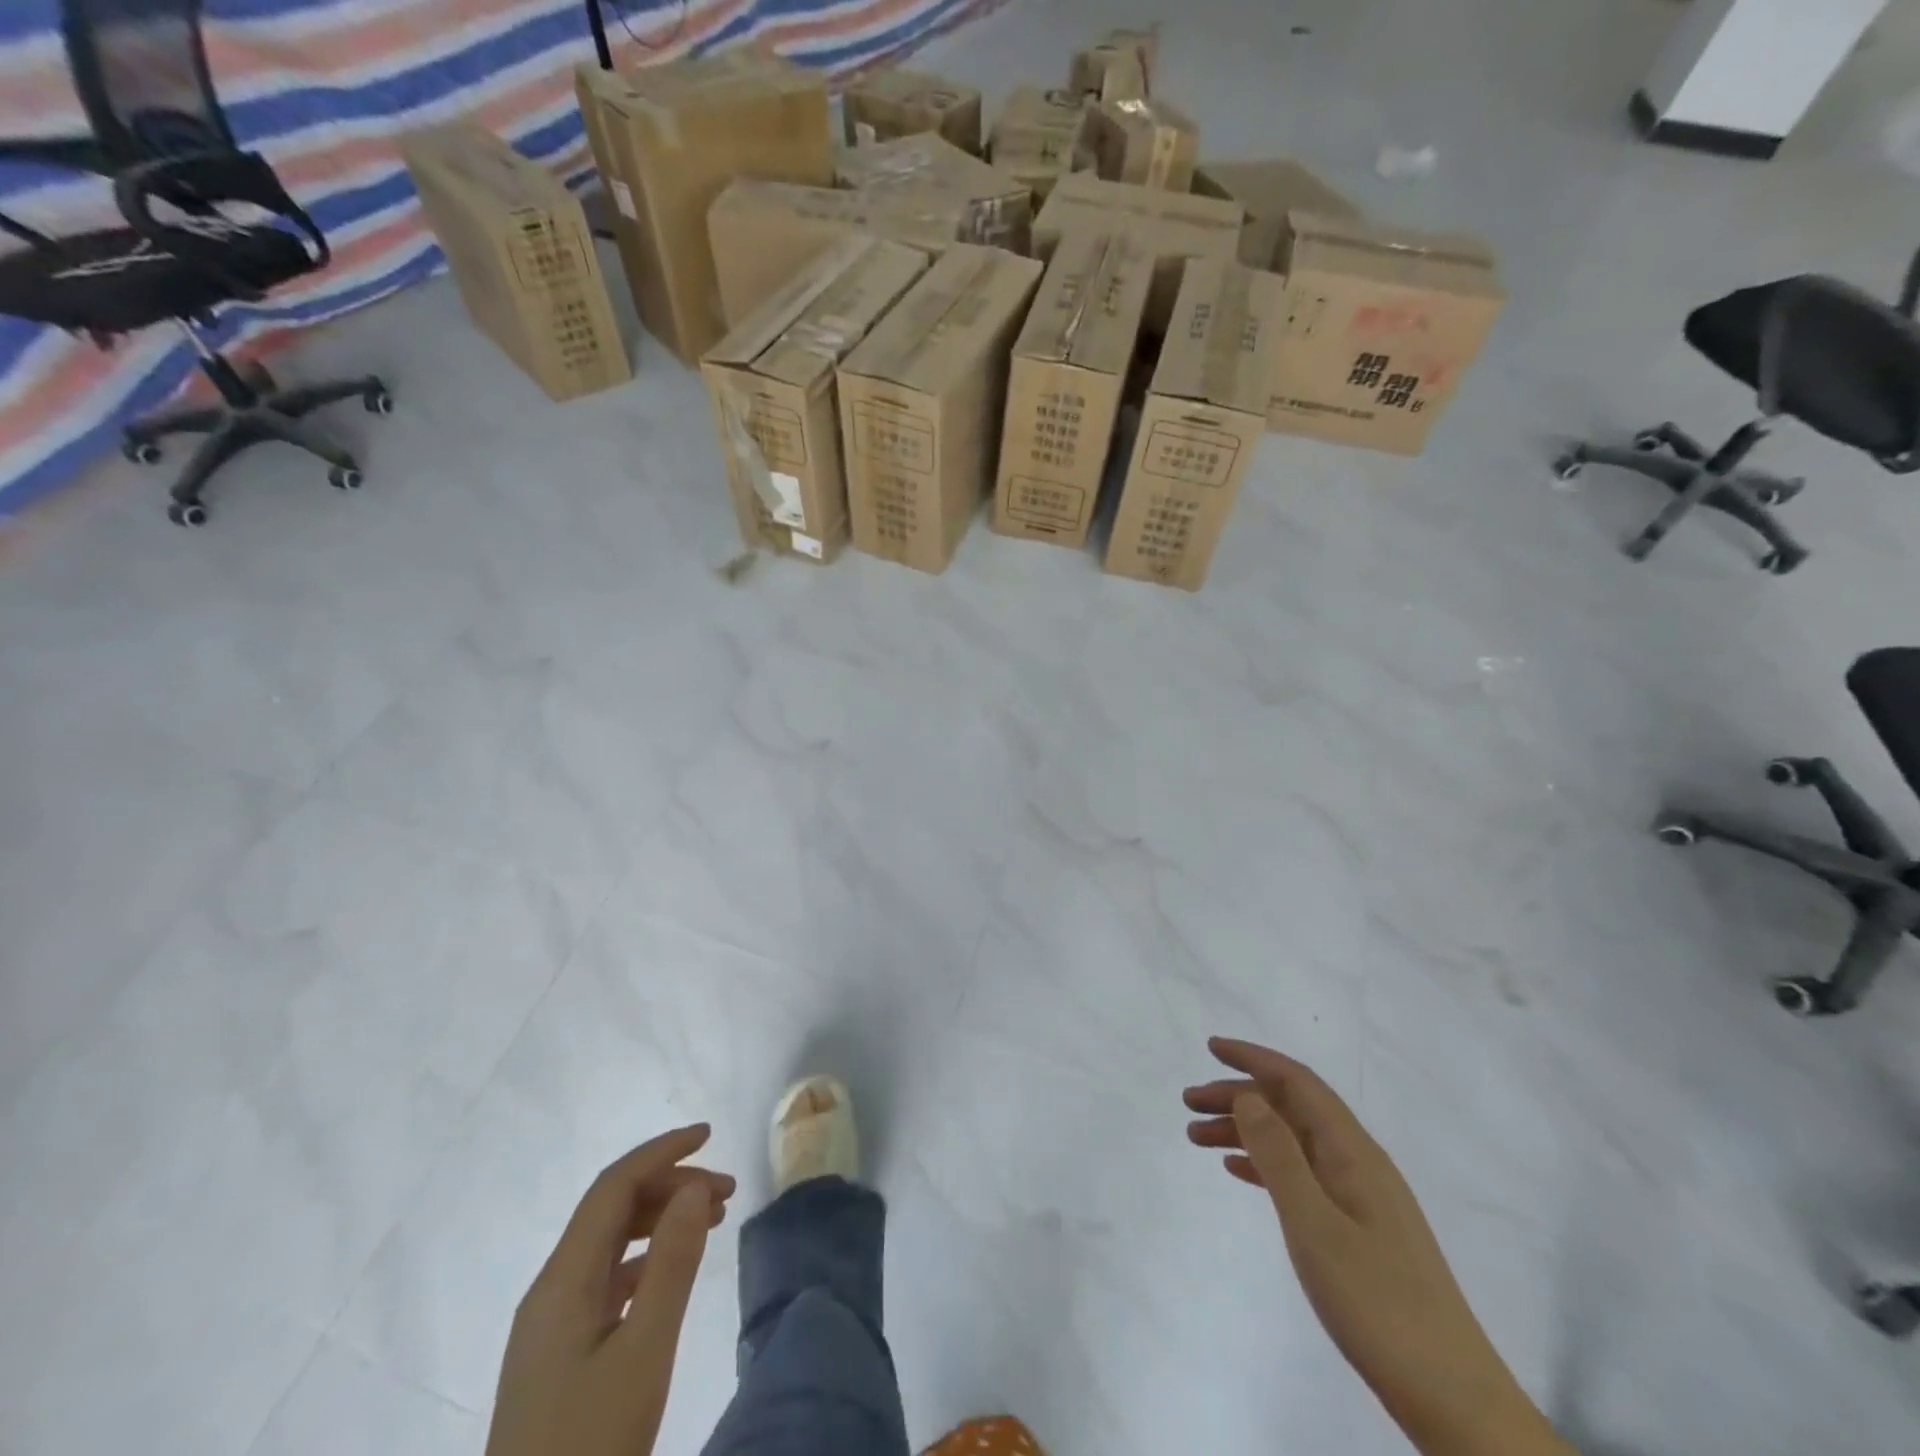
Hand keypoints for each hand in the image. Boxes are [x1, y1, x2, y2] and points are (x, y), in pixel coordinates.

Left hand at [486, 1125, 735, 1455]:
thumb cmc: (591, 1447)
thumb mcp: (644, 1353)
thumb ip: (672, 1264)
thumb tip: (694, 1186)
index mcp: (561, 1282)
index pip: (612, 1188)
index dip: (661, 1152)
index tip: (710, 1135)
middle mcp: (550, 1291)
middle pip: (611, 1210)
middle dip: (670, 1185)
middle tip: (727, 1192)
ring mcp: (550, 1325)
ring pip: (609, 1242)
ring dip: (660, 1218)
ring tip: (712, 1220)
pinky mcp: (558, 1354)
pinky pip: (606, 1277)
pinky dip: (646, 1256)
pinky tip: (673, 1270)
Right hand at [1185, 1038, 1568, 1455]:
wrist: (1453, 1399)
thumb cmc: (1378, 1305)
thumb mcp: (1315, 1225)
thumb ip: (1278, 1155)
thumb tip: (1248, 1094)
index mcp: (1352, 1152)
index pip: (1297, 1082)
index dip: (1253, 1058)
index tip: (1210, 1048)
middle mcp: (1358, 1162)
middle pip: (1290, 1108)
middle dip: (1238, 1096)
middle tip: (1188, 1103)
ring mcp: (1361, 1197)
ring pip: (1292, 1141)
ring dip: (1245, 1131)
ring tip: (1198, 1138)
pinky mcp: (1359, 1229)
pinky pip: (1301, 1175)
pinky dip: (1265, 1164)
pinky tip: (1237, 1172)